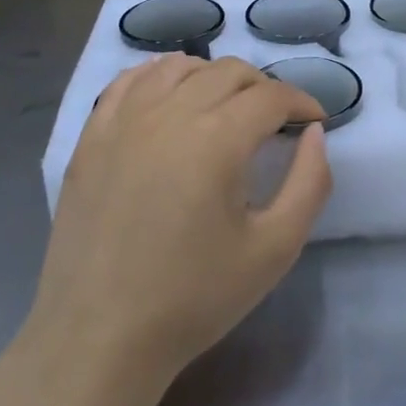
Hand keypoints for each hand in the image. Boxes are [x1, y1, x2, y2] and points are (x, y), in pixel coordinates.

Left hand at [29, 54, 331, 385]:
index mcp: (215, 140)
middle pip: (228, 73)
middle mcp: (167, 114)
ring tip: (227, 108)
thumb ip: (310, 183)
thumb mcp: (275, 249)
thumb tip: (314, 133)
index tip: (314, 121)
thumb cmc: (194, 298)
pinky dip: (160, 76)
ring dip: (214, 78)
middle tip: (276, 121)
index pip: (270, 96)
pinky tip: (172, 96)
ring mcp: (122, 121)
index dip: (301, 102)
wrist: (100, 337)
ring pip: (179, 67)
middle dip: (264, 88)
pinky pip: (130, 82)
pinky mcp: (91, 137)